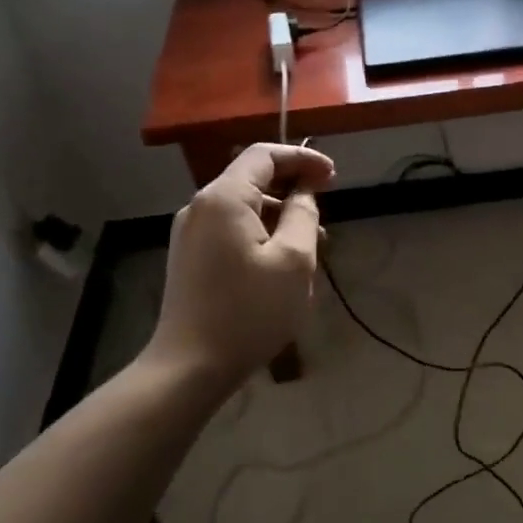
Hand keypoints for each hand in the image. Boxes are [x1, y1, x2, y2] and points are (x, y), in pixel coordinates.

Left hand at [147, 144, 336, 391]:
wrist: (190, 367)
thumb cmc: (249, 312)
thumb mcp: (293, 261)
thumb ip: (303, 216)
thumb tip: (305, 193)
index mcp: (224, 198)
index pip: (264, 155)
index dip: (302, 159)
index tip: (333, 177)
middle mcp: (200, 206)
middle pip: (251, 179)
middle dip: (292, 189)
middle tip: (325, 214)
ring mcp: (190, 233)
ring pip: (243, 207)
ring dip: (278, 216)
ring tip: (311, 247)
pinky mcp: (189, 257)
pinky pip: (230, 230)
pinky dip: (259, 233)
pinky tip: (280, 264)